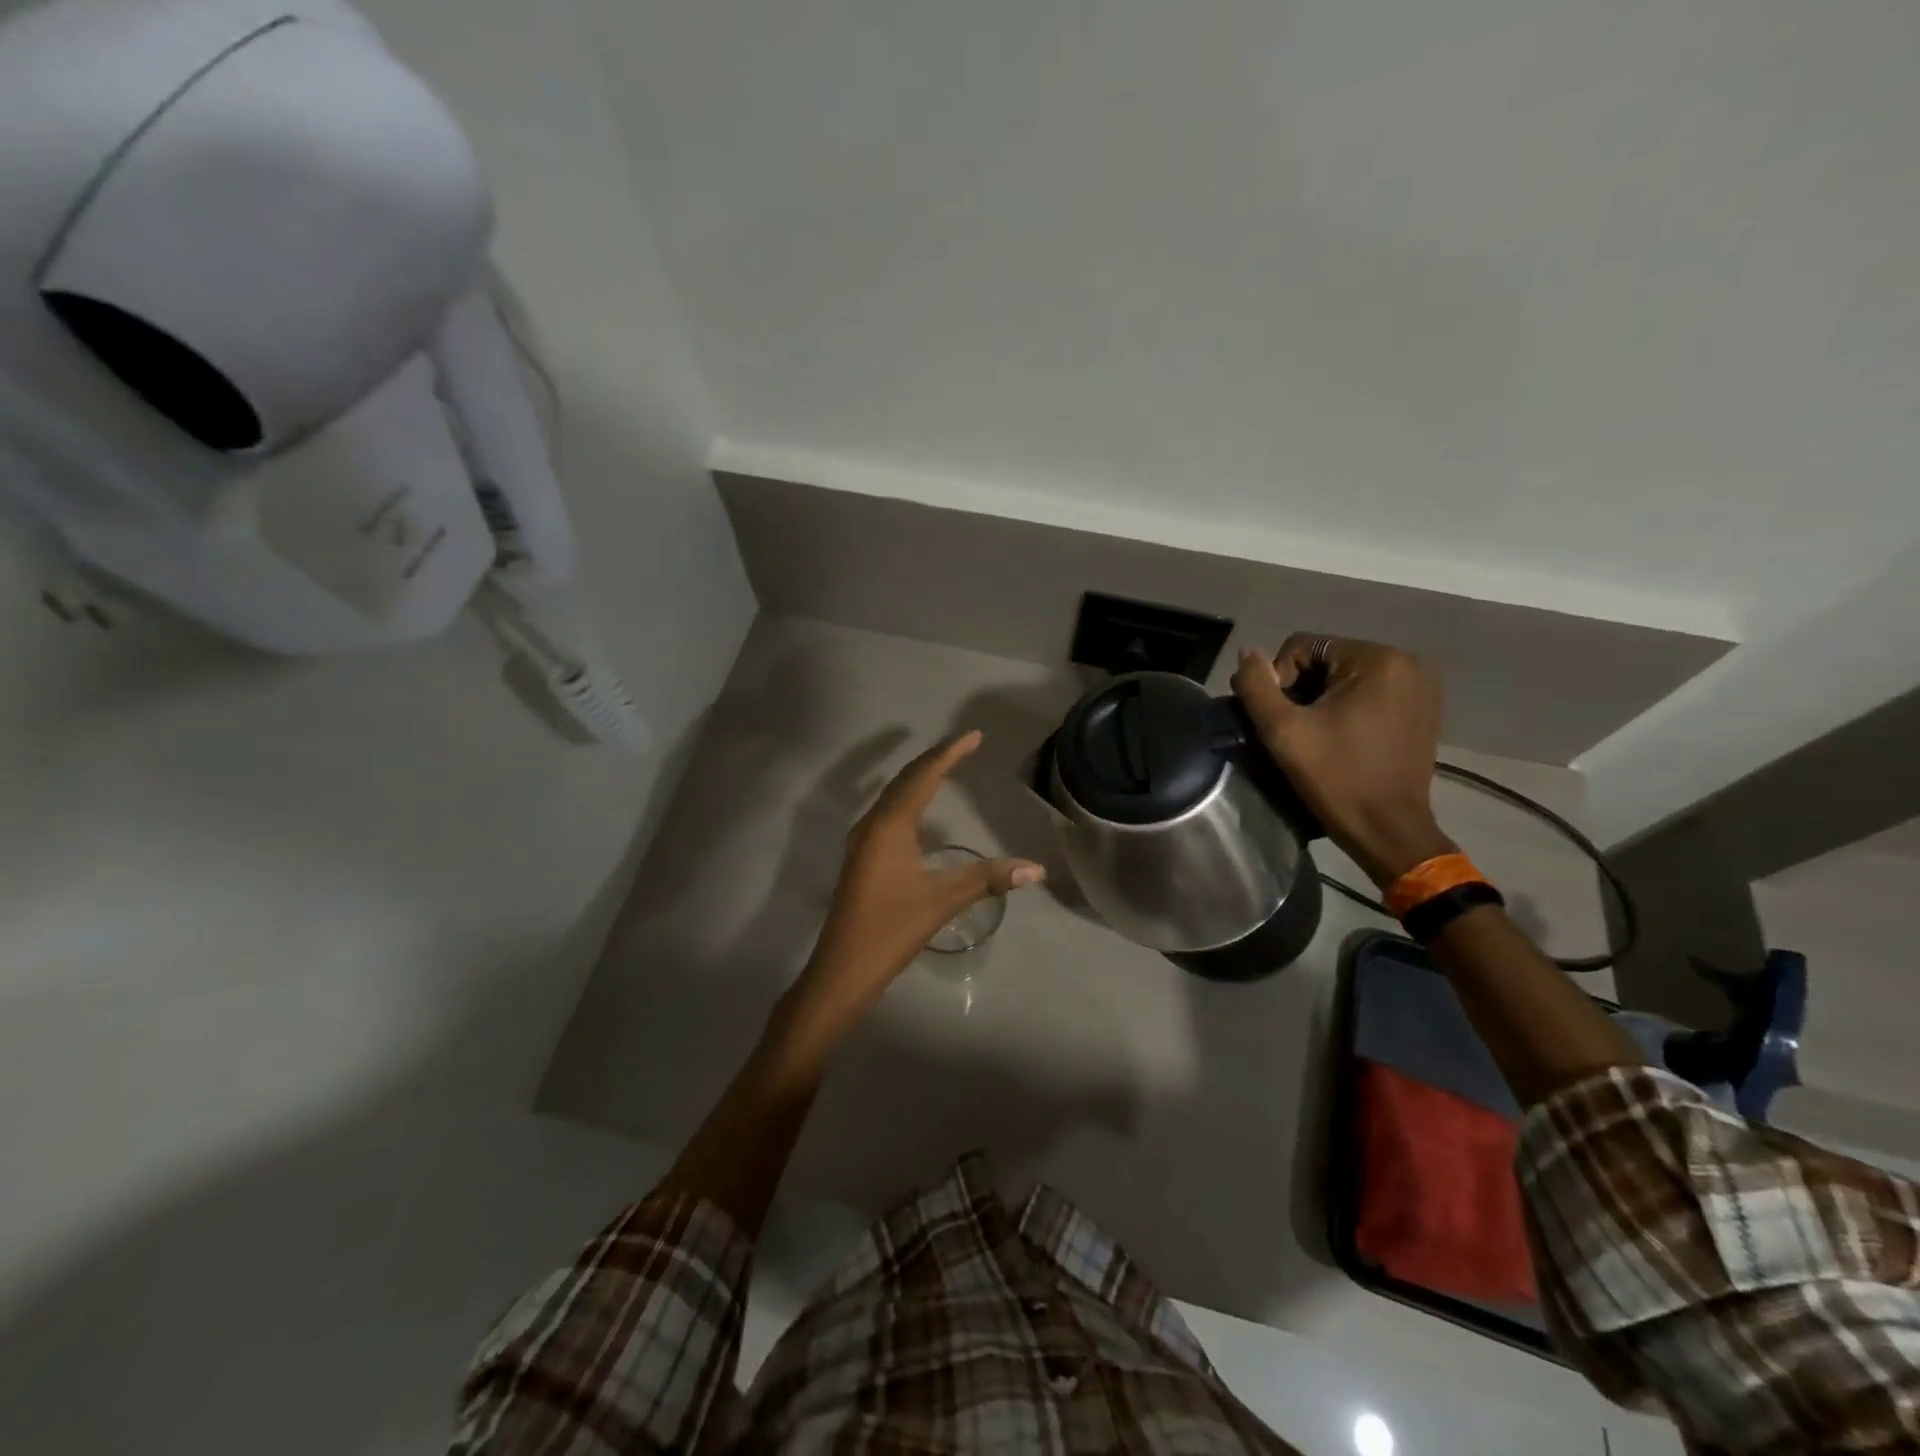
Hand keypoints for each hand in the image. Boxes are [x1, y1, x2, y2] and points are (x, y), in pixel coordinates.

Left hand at [788, 731, 1044, 1034]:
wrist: (843, 968)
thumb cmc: (891, 928)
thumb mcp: (943, 901)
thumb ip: (988, 879)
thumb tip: (1036, 868)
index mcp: (890, 825)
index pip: (924, 776)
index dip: (949, 753)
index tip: (974, 735)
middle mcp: (872, 824)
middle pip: (905, 780)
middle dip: (935, 759)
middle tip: (964, 745)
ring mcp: (863, 841)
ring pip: (893, 795)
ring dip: (919, 777)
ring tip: (945, 766)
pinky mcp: (862, 857)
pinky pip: (888, 812)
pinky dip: (908, 798)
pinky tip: (918, 810)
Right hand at [1231, 636, 1454, 887]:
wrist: (1388, 830)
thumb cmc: (1336, 778)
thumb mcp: (1283, 731)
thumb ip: (1257, 685)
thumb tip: (1247, 652)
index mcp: (1377, 659)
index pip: (1303, 646)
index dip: (1279, 680)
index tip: (1280, 721)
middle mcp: (1406, 662)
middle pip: (1326, 659)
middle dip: (1302, 689)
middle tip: (1294, 730)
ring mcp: (1420, 686)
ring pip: (1346, 676)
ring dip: (1322, 700)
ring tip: (1315, 736)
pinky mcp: (1423, 709)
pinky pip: (1370, 692)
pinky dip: (1348, 708)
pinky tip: (1341, 738)